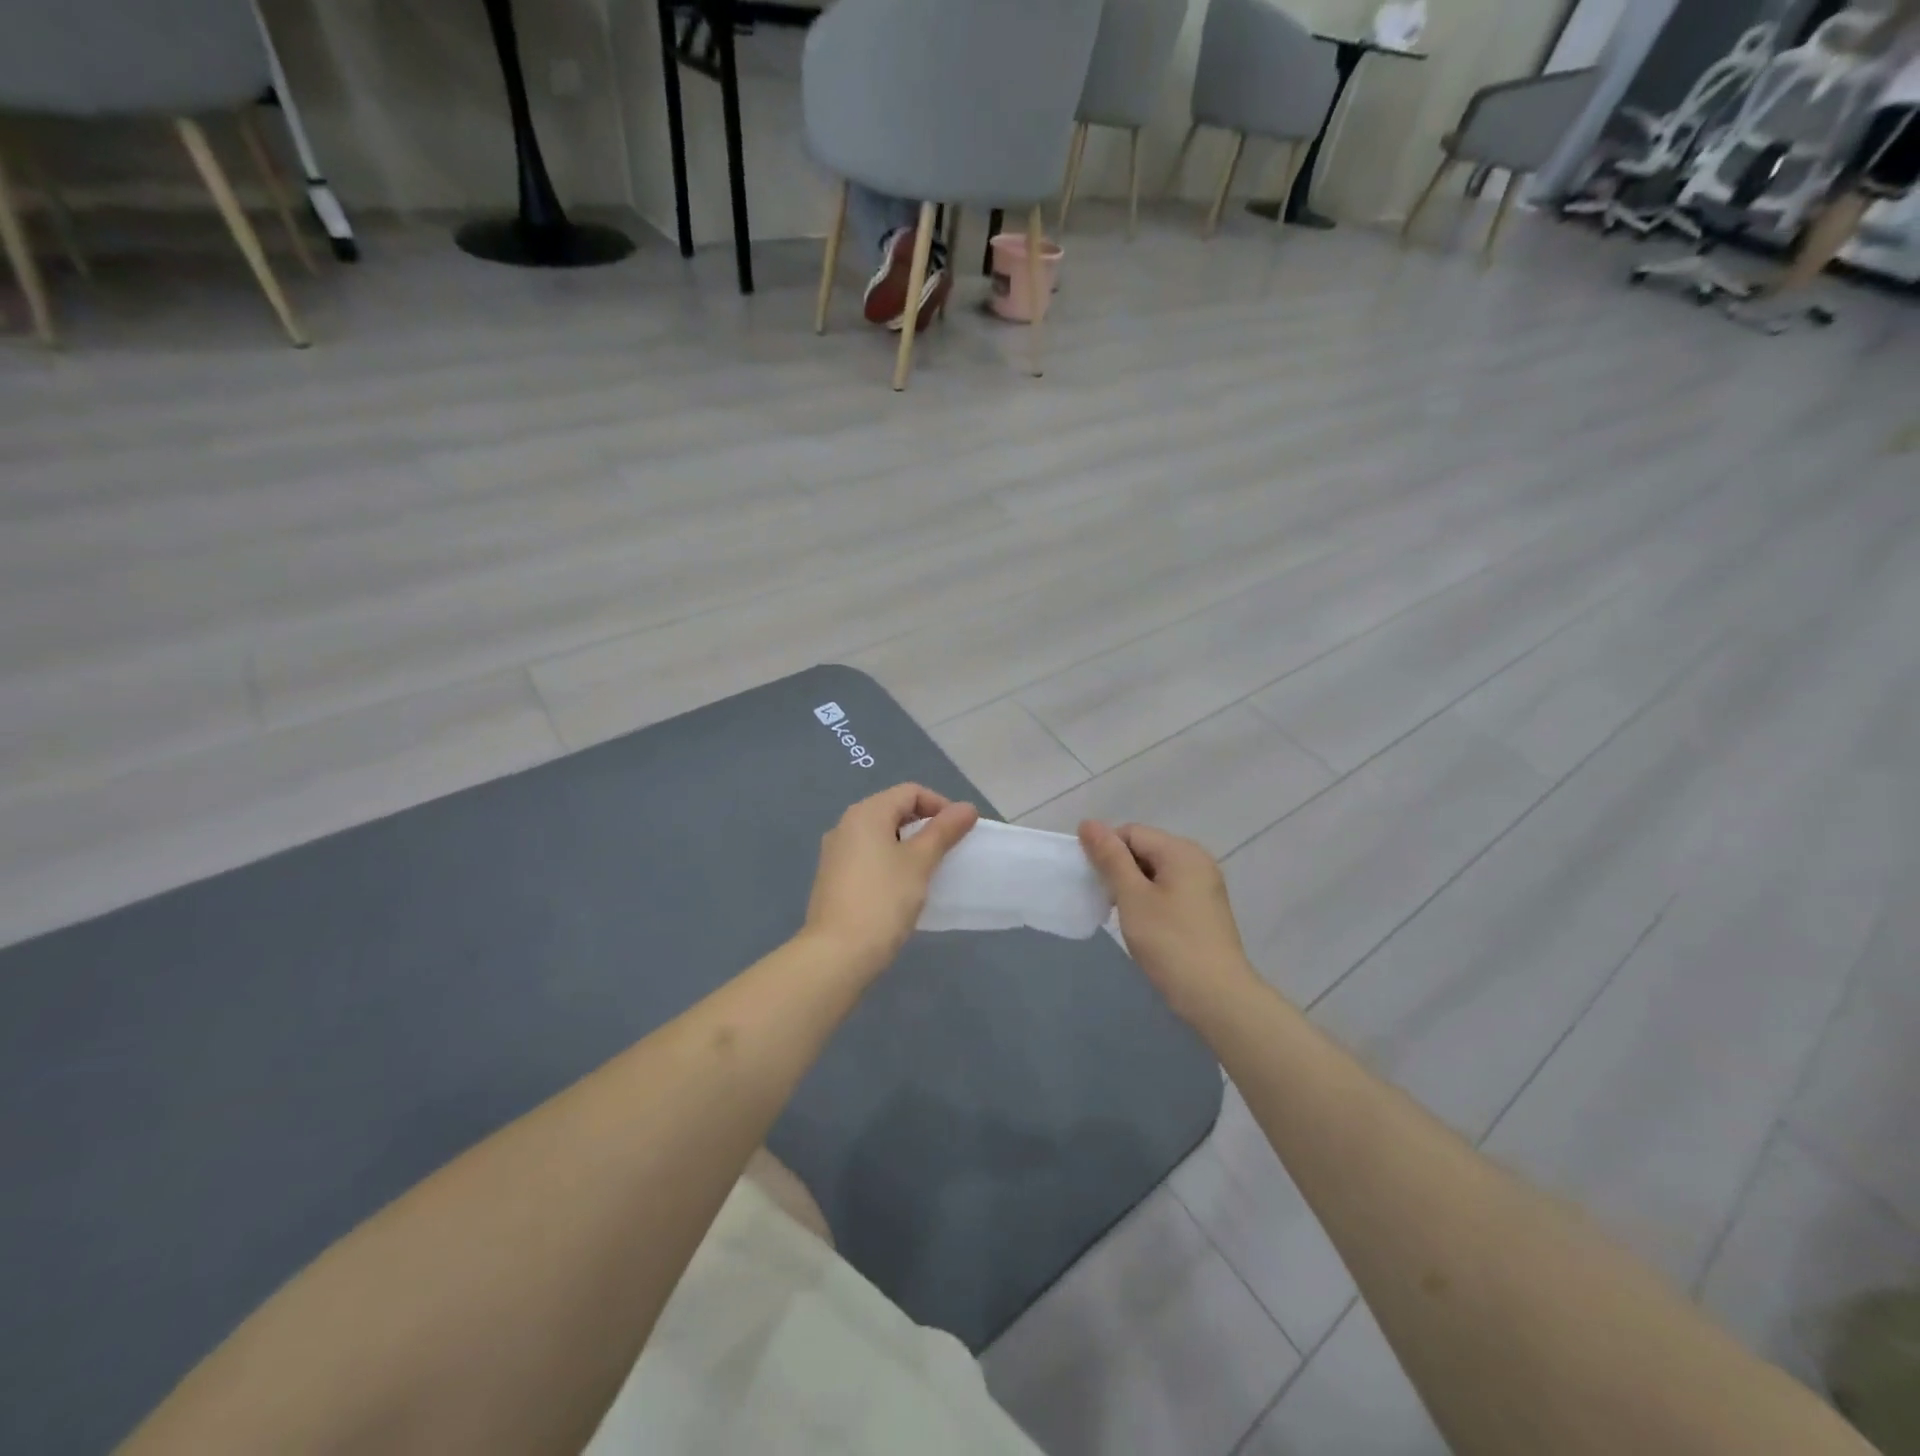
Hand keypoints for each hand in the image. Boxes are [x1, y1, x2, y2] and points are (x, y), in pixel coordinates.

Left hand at [803, 784, 978, 980]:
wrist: (837, 953)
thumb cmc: (883, 900)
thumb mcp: (920, 862)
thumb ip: (943, 831)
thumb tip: (967, 807)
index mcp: (866, 813)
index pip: (910, 792)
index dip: (940, 805)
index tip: (960, 832)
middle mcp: (846, 824)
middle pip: (893, 809)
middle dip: (924, 825)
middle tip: (947, 851)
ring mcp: (835, 852)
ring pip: (880, 835)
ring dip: (908, 845)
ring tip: (928, 870)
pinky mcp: (833, 877)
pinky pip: (868, 856)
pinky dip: (889, 861)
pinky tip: (902, 887)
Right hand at [1078, 820, 1260, 1021]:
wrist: (1216, 996)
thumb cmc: (1170, 942)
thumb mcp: (1132, 897)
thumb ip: (1110, 858)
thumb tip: (1088, 823)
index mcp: (1181, 851)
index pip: (1131, 832)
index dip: (1106, 851)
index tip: (1094, 882)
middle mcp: (1197, 860)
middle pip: (1145, 849)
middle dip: (1119, 869)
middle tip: (1106, 901)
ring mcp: (1204, 885)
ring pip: (1155, 871)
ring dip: (1133, 887)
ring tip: (1123, 915)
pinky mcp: (1204, 909)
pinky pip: (1168, 890)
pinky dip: (1149, 900)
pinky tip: (1143, 925)